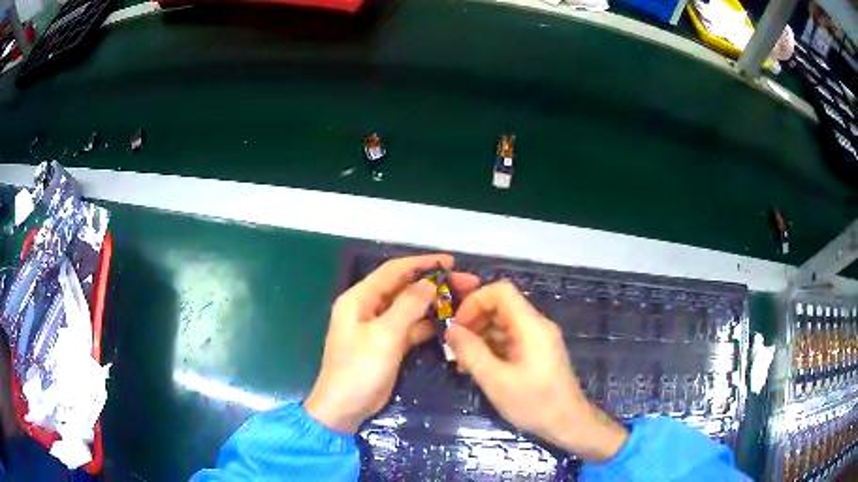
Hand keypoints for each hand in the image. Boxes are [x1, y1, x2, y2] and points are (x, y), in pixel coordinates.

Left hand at [305, 254, 478, 433]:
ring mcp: (379, 327)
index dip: (422, 263)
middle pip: (405, 288)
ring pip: (411, 308)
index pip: (393, 271)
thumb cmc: (359, 369)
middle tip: (467, 282)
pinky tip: (451, 322)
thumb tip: (430, 283)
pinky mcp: (389, 345)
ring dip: (434, 303)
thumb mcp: (384, 335)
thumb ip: (408, 306)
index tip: (451, 261)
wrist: (344, 407)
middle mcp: (369, 308)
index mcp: (359, 298)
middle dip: (434, 283)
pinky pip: (412, 328)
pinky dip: (429, 324)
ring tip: (465, 300)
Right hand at [445, 281, 627, 462]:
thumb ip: (471, 352)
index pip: (501, 291)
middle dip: (474, 321)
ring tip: (462, 362)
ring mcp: (538, 339)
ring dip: (480, 337)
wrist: (568, 423)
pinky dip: (492, 348)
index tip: (457, 325)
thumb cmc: (534, 402)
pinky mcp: (537, 353)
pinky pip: (511, 339)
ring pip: (504, 324)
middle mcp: (537, 326)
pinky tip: (478, 368)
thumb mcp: (496, 380)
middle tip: (455, 347)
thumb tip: (450, 330)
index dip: (475, 301)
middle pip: (501, 307)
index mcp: (531, 325)